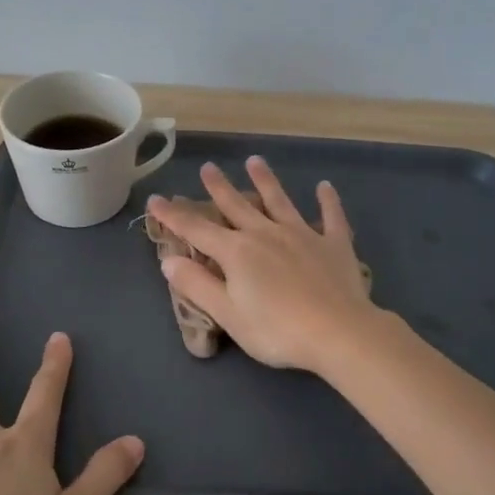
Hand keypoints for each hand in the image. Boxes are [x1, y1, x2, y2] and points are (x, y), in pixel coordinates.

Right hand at [145, 157, 376, 374]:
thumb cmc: (277, 330)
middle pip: (237, 206)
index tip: (156, 199)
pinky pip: (330, 217)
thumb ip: (197, 285)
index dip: (173, 215)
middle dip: (219, 187)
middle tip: (208, 167)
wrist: (339, 332)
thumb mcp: (228, 314)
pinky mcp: (334, 245)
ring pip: (279, 201)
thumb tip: (168, 261)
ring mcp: (302, 235)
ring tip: (255, 161)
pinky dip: (328, 201)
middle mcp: (266, 234)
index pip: (196, 229)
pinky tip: (325, 187)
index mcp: (237, 252)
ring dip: (265, 181)